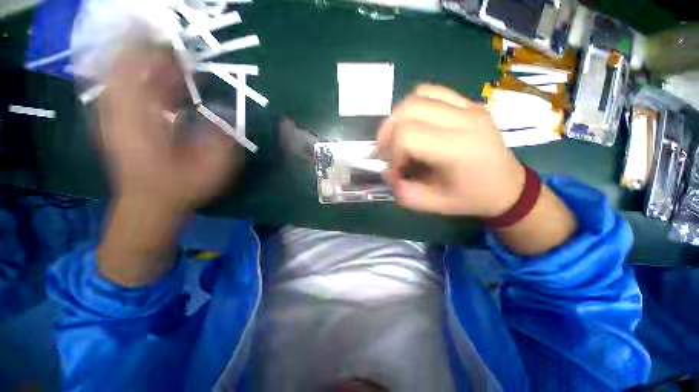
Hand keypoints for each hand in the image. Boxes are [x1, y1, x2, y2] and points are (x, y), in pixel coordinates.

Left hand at [97, 45, 241, 285]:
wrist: (150, 204)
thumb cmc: (182, 187)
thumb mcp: (211, 167)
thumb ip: (221, 137)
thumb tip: (228, 109)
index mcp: (146, 122)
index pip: (145, 73)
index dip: (160, 53)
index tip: (180, 44)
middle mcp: (123, 113)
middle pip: (125, 66)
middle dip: (147, 49)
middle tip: (172, 44)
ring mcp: (114, 116)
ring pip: (119, 75)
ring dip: (139, 60)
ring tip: (162, 55)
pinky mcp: (115, 122)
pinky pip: (117, 88)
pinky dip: (132, 76)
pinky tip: (150, 76)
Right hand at [378, 85, 524, 217]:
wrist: (508, 186)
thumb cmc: (471, 198)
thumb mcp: (434, 205)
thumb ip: (404, 193)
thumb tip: (387, 173)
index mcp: (457, 148)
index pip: (407, 135)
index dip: (393, 153)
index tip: (396, 170)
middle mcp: (464, 119)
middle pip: (408, 109)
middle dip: (389, 131)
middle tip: (388, 151)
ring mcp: (469, 106)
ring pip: (419, 95)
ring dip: (399, 116)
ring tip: (398, 136)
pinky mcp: (469, 103)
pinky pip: (433, 92)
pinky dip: (415, 106)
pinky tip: (415, 124)